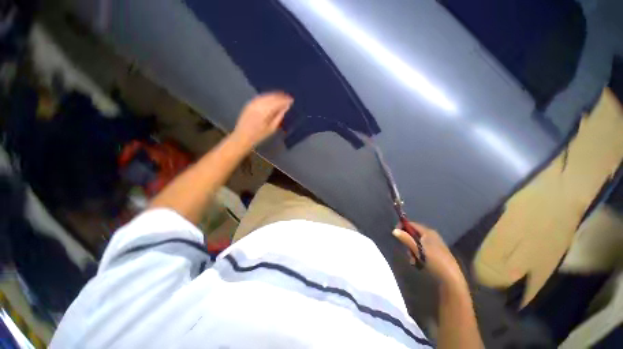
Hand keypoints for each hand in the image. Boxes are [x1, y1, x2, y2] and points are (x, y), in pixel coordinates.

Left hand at [232, 92, 292, 149]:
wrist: (242, 137)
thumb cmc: (258, 136)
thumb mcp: (271, 128)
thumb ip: (279, 116)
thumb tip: (286, 107)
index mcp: (264, 111)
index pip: (277, 102)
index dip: (285, 100)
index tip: (292, 100)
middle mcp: (258, 104)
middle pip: (272, 97)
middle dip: (281, 97)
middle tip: (289, 97)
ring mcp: (252, 103)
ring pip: (266, 95)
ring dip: (275, 95)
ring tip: (282, 96)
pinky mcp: (249, 103)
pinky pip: (260, 97)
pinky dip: (267, 96)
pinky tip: (272, 98)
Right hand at [393, 222, 465, 287]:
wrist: (451, 278)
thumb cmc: (434, 261)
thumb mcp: (418, 250)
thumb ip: (406, 239)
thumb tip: (394, 230)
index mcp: (428, 232)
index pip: (411, 224)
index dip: (402, 226)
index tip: (395, 233)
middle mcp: (432, 235)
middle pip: (414, 233)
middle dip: (408, 241)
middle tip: (406, 250)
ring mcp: (435, 244)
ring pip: (417, 242)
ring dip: (412, 249)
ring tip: (413, 259)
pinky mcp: (436, 252)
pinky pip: (423, 248)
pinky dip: (418, 253)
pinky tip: (418, 262)